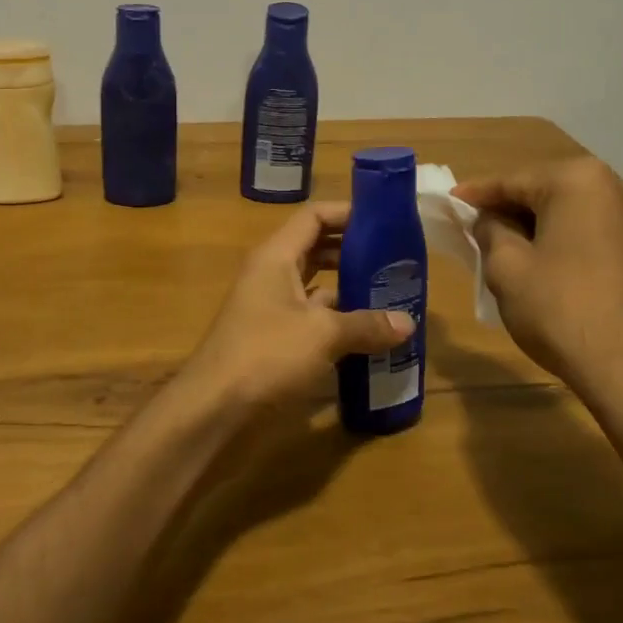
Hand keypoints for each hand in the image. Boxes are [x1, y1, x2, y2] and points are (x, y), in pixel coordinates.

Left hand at [180, 203, 414, 417]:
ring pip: (315, 287)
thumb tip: (408, 323)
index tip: (385, 221)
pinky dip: (338, 322)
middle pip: (316, 249)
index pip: (313, 217)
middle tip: (395, 260)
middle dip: (354, 251)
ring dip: (349, 289)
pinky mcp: (274, 340)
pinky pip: (312, 319)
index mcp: (276, 257)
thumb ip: (366, 324)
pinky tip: (369, 335)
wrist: (213, 409)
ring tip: (391, 295)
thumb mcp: (322, 334)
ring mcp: (270, 309)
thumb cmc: (265, 355)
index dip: (348, 213)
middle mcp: (271, 275)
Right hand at [453, 157, 622, 398]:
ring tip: (511, 249)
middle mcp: (618, 188)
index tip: (450, 202)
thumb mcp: (506, 268)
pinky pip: (597, 236)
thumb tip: (490, 220)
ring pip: (574, 215)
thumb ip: (490, 232)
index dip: (476, 194)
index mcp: (578, 181)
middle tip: (477, 228)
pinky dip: (569, 244)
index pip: (512, 180)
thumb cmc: (562, 311)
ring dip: (541, 227)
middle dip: (511, 209)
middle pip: (547, 192)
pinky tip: (551, 269)